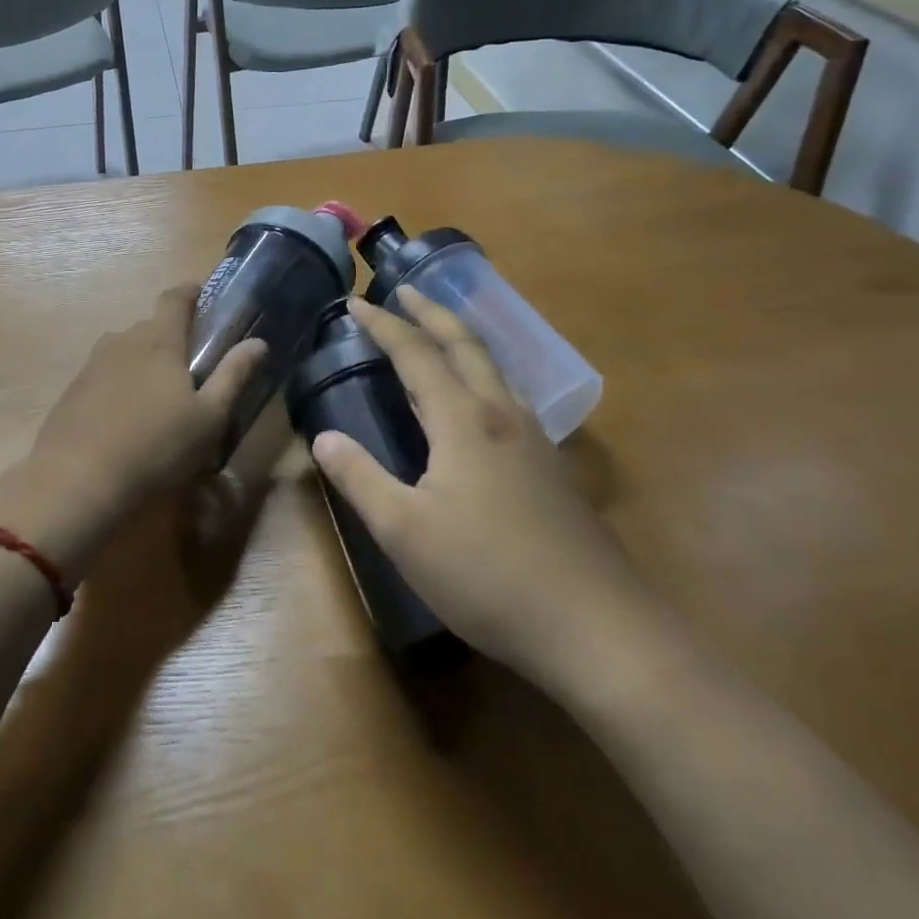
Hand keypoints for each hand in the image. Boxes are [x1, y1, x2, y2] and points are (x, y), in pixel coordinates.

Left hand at [0, 286, 265, 585]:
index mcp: (159, 340)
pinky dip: (120, 385)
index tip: (203, 295)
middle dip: (171, 337)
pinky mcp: (73, 390)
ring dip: (143, 363)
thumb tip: (257, 342)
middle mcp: (123, 341)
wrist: (76, 482)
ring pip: (125, 351)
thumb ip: (233, 375)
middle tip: (190, 367)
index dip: (190, 292)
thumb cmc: (156, 447)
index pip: (174, 298)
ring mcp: (92, 365)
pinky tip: (126, 419)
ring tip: (158, 397)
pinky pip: (105, 375)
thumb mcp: (209, 418)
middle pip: (150, 326)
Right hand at [311, 292, 643, 685]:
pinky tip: (483, 399)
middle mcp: (501, 415)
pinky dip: (484, 373)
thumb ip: (360, 477)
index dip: (384, 325)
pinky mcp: (552, 467)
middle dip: (431, 313)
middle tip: (405, 291)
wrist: (596, 627)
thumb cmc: (487, 574)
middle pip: (464, 345)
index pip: (416, 354)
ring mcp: (534, 440)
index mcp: (462, 420)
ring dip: (462, 339)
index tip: (357, 304)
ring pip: (494, 368)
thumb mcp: (404, 531)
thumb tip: (322, 437)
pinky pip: (510, 396)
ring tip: (440, 332)